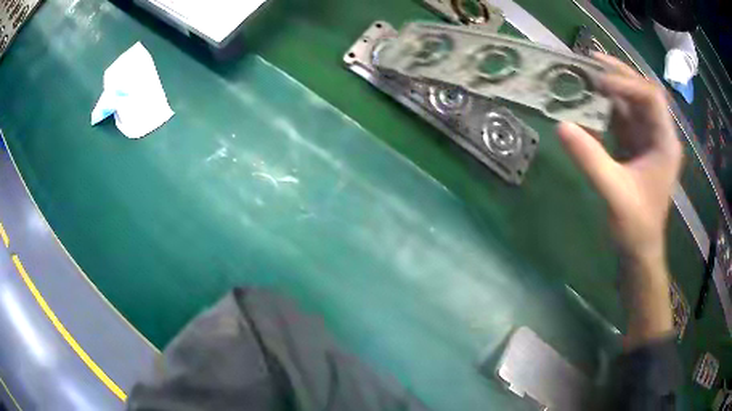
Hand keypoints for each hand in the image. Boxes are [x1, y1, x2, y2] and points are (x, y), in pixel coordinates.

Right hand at [556, 53, 682, 264]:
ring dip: (610, 88)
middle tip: (590, 61)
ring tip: (586, 74)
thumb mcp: (614, 193)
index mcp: (665, 142)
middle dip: (618, 75)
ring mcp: (647, 140)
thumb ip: (591, 159)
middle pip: (642, 92)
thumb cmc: (636, 226)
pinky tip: (589, 101)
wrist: (639, 250)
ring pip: (631, 102)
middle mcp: (659, 135)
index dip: (627, 84)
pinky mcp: (636, 147)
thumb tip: (561, 125)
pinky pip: (622, 118)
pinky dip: (606, 107)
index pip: (652, 97)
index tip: (599, 81)